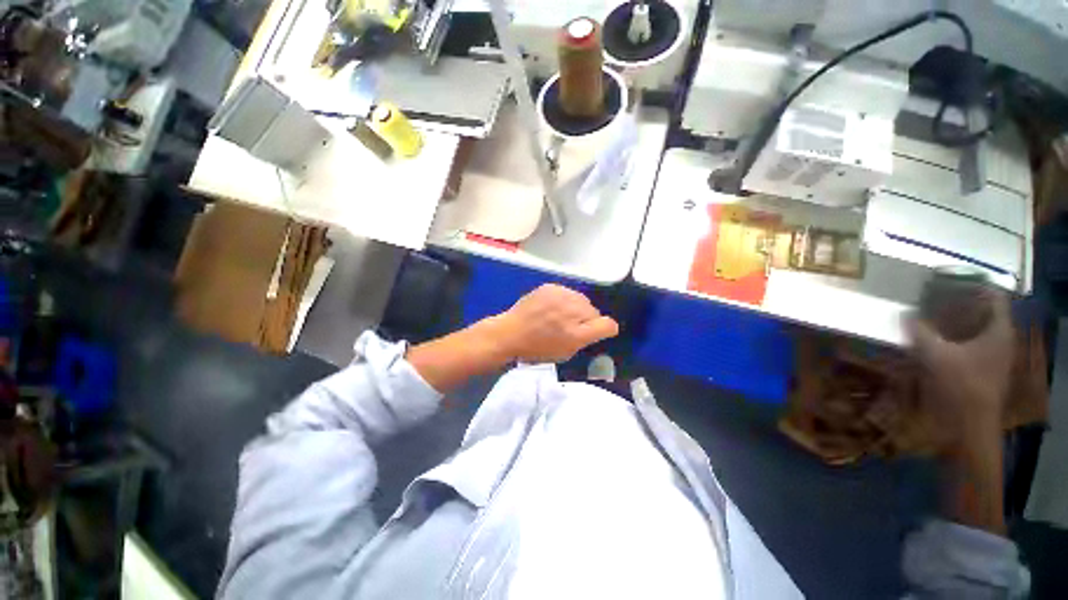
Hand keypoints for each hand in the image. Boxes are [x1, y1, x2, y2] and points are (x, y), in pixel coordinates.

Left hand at [487, 284, 619, 363]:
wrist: (510, 333)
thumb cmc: (538, 349)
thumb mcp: (566, 353)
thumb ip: (586, 340)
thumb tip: (598, 328)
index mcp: (577, 333)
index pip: (608, 325)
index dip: (604, 330)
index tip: (594, 333)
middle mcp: (572, 311)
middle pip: (594, 311)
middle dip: (586, 319)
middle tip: (571, 326)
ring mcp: (561, 295)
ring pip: (581, 300)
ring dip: (576, 307)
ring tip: (559, 315)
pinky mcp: (550, 287)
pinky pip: (567, 293)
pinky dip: (563, 300)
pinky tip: (551, 307)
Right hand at [907, 289, 1014, 444]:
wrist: (970, 427)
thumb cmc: (960, 387)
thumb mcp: (935, 355)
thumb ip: (920, 332)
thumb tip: (906, 315)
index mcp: (999, 331)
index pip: (994, 296)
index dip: (974, 284)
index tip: (949, 279)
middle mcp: (1000, 339)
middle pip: (985, 311)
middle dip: (961, 301)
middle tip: (934, 295)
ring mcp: (992, 356)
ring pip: (976, 328)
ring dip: (956, 319)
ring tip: (930, 314)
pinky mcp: (982, 369)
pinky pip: (969, 343)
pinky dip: (954, 336)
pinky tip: (934, 339)